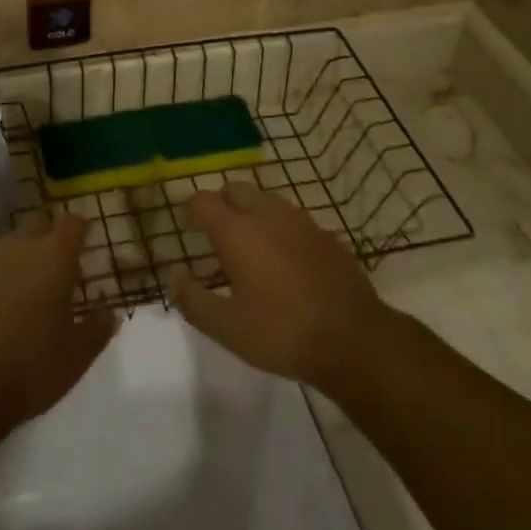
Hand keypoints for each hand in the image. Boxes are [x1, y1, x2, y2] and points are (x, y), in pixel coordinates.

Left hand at [0, 215, 117, 434]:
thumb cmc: (29, 368)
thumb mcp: (77, 356)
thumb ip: (98, 328)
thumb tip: (109, 311)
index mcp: (54, 256)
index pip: (73, 223)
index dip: (82, 228)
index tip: (87, 239)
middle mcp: (20, 245)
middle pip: (39, 226)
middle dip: (50, 240)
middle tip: (57, 269)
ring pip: (10, 244)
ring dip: (21, 258)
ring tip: (25, 289)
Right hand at [169, 184, 396, 395]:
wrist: (354, 339)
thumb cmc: (282, 332)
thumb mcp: (226, 328)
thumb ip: (193, 300)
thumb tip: (176, 277)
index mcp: (236, 230)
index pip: (202, 201)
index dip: (190, 212)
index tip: (188, 229)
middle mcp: (266, 213)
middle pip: (235, 190)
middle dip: (221, 205)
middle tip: (216, 235)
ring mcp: (300, 220)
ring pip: (266, 200)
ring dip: (251, 213)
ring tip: (250, 247)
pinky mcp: (325, 234)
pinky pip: (292, 219)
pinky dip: (279, 229)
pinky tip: (284, 261)